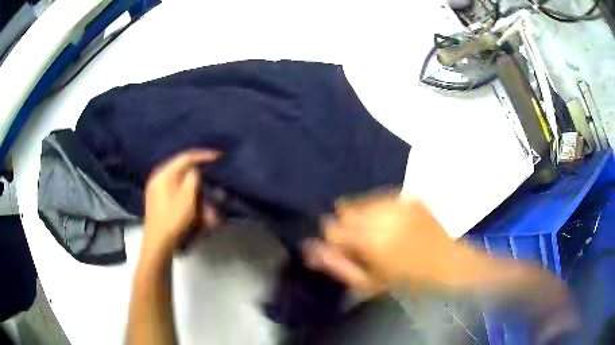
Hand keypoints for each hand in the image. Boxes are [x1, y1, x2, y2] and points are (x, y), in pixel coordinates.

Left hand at [143, 149, 220, 255]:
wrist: (159, 244)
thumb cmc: (174, 219)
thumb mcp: (188, 197)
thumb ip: (193, 178)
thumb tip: (195, 169)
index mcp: (164, 174)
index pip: (185, 157)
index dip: (203, 155)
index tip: (218, 156)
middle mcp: (159, 179)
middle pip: (183, 172)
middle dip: (201, 181)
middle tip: (213, 185)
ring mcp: (157, 192)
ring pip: (182, 186)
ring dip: (197, 195)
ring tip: (208, 210)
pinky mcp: (159, 203)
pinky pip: (177, 196)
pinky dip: (189, 202)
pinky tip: (198, 214)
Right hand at [305, 193, 458, 296]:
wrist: (446, 266)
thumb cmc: (406, 282)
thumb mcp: (368, 284)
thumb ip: (337, 265)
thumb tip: (310, 248)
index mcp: (368, 238)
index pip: (331, 227)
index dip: (333, 239)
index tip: (344, 250)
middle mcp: (380, 213)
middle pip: (345, 210)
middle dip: (347, 226)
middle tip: (362, 244)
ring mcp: (397, 202)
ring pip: (362, 201)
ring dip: (363, 215)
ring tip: (378, 233)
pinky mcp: (410, 197)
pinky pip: (382, 197)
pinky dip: (380, 209)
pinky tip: (392, 224)